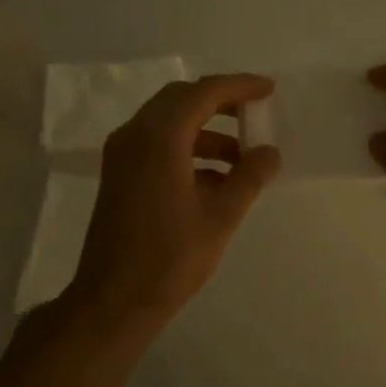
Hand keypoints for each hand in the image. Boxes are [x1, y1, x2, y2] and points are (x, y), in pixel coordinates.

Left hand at [66, 74, 281, 333]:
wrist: (114, 300)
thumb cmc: (171, 258)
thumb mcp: (221, 216)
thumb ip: (249, 176)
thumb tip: (270, 152)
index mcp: (159, 138)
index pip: (203, 93)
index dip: (239, 86)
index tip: (269, 90)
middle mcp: (134, 135)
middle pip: (181, 100)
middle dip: (221, 102)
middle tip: (255, 112)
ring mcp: (122, 155)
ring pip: (168, 122)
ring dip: (206, 131)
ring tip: (243, 157)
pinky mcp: (119, 175)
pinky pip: (157, 144)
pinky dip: (188, 149)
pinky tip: (216, 179)